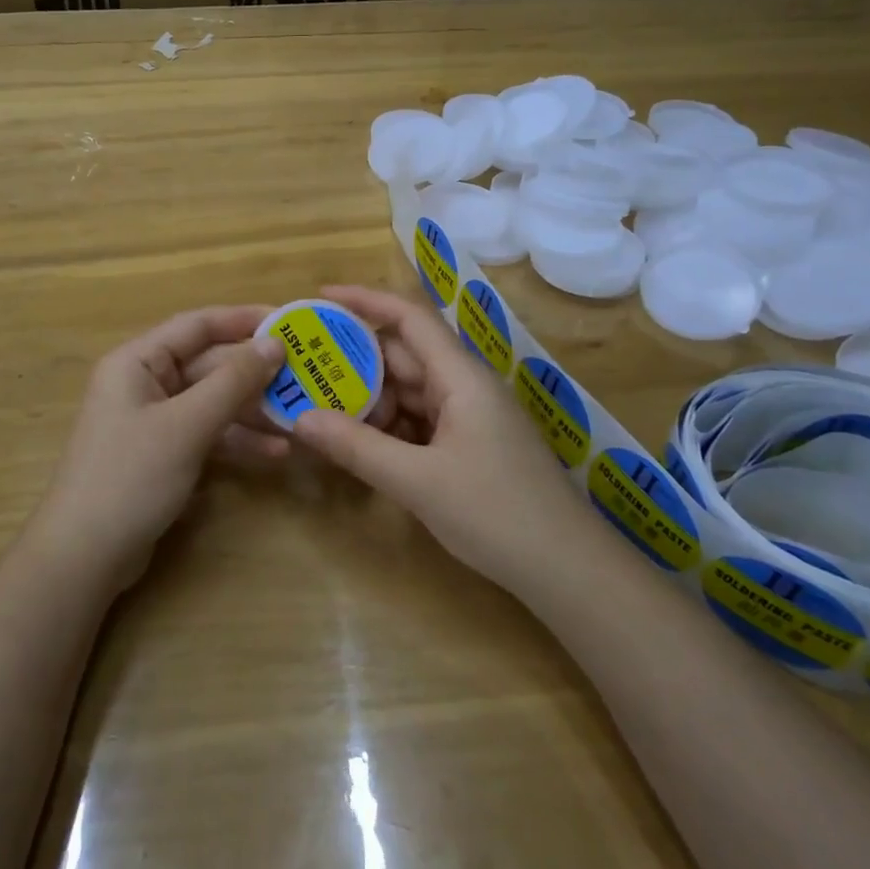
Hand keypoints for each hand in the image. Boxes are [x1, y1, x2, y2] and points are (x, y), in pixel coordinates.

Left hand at [34, 306, 285, 587]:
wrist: (84, 557)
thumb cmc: (131, 476)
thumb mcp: (187, 425)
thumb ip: (232, 381)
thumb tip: (274, 343)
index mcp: (137, 361)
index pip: (197, 326)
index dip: (243, 320)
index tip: (289, 322)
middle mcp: (144, 382)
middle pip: (209, 365)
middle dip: (255, 374)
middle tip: (305, 375)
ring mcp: (154, 420)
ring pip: (212, 402)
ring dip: (252, 410)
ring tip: (299, 417)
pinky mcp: (164, 453)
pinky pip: (207, 433)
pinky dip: (238, 440)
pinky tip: (275, 453)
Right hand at [293, 284, 590, 594]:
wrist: (569, 571)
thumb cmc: (497, 515)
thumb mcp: (418, 482)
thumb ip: (357, 447)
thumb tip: (300, 418)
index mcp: (460, 377)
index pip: (409, 318)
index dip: (365, 301)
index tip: (321, 297)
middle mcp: (465, 386)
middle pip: (403, 357)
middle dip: (355, 361)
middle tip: (305, 369)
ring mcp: (470, 417)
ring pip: (409, 392)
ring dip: (370, 399)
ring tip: (321, 409)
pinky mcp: (471, 445)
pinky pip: (421, 421)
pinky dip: (389, 427)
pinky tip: (359, 444)